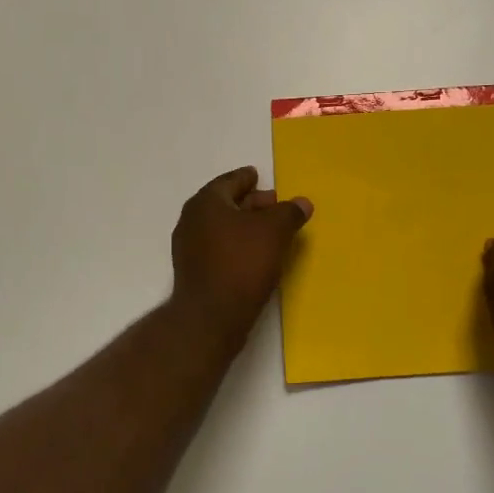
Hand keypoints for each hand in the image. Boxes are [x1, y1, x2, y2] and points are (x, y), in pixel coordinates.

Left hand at [170, 166, 312, 346]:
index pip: (229, 182)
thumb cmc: (242, 263)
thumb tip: (303, 202)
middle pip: (225, 204)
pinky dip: (237, 245)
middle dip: (250, 203)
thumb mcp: (275, 231)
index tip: (257, 175)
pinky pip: (219, 248)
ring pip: (222, 228)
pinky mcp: (194, 272)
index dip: (246, 178)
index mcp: (206, 203)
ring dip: (245, 226)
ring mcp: (189, 249)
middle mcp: (192, 221)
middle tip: (274, 203)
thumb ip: (289, 212)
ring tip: (270, 230)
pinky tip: (256, 255)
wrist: (211, 317)